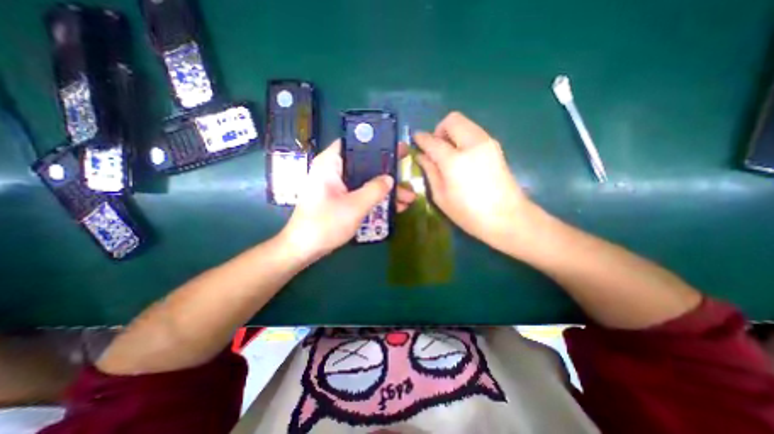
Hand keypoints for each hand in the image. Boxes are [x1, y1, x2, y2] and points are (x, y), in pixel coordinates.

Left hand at [280, 139, 416, 260]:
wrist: (303, 249)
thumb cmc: (325, 223)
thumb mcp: (355, 206)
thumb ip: (375, 190)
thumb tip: (390, 178)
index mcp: (330, 164)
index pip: (353, 143)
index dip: (375, 143)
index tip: (395, 148)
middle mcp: (333, 171)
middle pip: (364, 163)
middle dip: (387, 171)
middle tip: (407, 171)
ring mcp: (337, 187)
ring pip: (365, 181)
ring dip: (385, 190)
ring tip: (408, 198)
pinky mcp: (340, 200)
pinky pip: (361, 194)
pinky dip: (376, 199)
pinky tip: (395, 208)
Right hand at [414, 111, 536, 250]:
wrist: (508, 218)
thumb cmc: (469, 214)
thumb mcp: (441, 197)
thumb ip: (430, 172)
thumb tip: (422, 156)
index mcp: (454, 161)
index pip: (432, 141)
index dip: (421, 138)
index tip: (415, 139)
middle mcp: (472, 144)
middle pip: (452, 120)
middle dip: (439, 130)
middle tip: (435, 148)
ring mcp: (487, 143)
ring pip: (465, 123)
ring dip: (452, 133)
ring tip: (448, 154)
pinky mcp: (496, 147)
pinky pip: (474, 132)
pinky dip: (463, 138)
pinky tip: (462, 157)